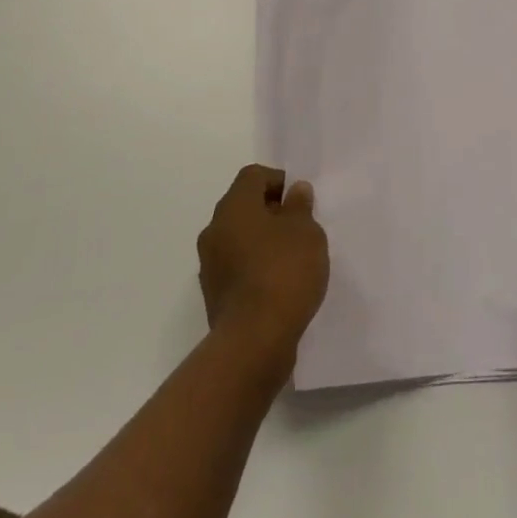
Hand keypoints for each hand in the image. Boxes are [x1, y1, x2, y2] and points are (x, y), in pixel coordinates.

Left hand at [198, 165, 328, 357]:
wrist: (253, 341)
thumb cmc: (283, 273)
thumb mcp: (306, 233)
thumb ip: (300, 207)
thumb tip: (295, 191)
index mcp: (234, 206)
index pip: (253, 176)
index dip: (278, 180)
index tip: (300, 200)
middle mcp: (215, 229)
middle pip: (243, 206)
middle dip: (271, 212)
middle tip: (300, 228)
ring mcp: (210, 264)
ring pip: (239, 238)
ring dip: (262, 241)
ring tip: (292, 259)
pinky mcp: (213, 294)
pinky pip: (236, 267)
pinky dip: (255, 267)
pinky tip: (278, 285)